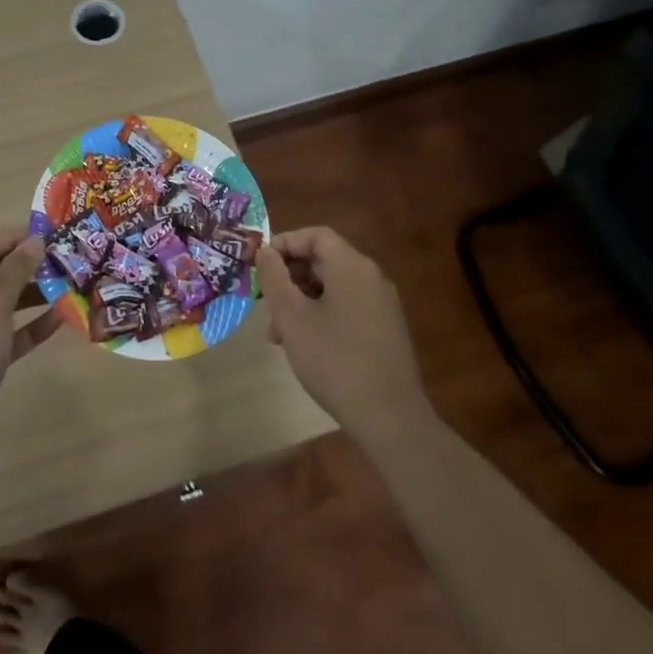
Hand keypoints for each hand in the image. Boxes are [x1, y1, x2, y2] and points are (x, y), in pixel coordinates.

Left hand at [0, 231, 60, 473]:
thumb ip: (15, 271)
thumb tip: (34, 240)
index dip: (9, 238)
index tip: (44, 235)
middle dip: (22, 267)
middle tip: (58, 260)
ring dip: (29, 296)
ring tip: (65, 286)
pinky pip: (3, 336)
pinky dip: (27, 327)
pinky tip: (58, 320)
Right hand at [259, 226, 434, 449]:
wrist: (391, 418)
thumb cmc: (334, 360)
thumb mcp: (292, 318)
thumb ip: (274, 278)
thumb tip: (265, 251)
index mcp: (351, 266)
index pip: (316, 235)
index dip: (285, 243)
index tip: (261, 265)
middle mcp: (371, 277)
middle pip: (325, 260)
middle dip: (290, 276)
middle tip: (265, 302)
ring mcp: (382, 304)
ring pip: (334, 287)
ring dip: (302, 300)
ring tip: (279, 334)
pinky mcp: (386, 329)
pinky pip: (348, 306)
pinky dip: (322, 314)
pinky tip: (306, 345)